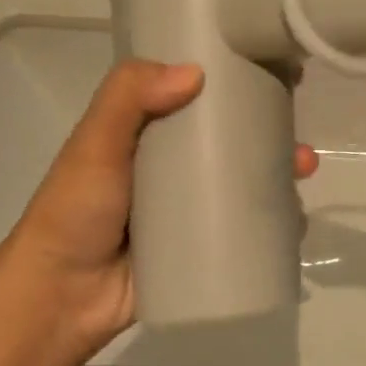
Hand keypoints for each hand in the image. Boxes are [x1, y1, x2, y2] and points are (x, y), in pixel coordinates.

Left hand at [10, 62, 317, 349]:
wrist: (61, 300)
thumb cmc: (75, 211)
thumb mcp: (93, 143)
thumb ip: (127, 98)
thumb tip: (196, 73)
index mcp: (150, 129)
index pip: (200, 92)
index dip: (237, 77)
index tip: (275, 65)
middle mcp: (175, 162)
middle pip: (233, 136)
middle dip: (272, 128)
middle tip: (297, 126)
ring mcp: (191, 206)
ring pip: (246, 178)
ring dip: (281, 170)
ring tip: (305, 168)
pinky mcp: (203, 244)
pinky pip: (246, 226)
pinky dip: (275, 219)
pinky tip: (297, 217)